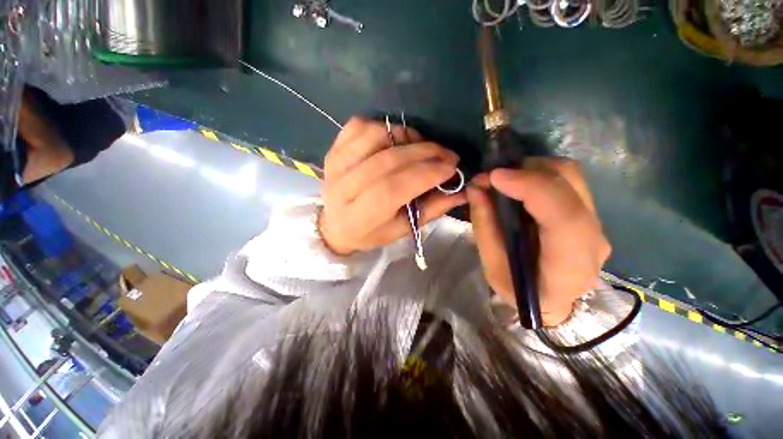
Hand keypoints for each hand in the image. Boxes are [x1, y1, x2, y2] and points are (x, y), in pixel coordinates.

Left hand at [319, 117, 466, 254]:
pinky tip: (396, 140)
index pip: (392, 189)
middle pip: (386, 161)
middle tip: (446, 154)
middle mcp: (342, 188)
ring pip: (374, 136)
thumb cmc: (371, 232)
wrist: (335, 224)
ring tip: (421, 147)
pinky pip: (359, 125)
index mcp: (359, 216)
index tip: (451, 167)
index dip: (424, 174)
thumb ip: (431, 209)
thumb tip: (462, 190)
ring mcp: (335, 164)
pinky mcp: (333, 149)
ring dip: (406, 136)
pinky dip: (384, 127)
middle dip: (424, 153)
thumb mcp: (401, 229)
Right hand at [467, 158, 610, 326]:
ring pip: (571, 176)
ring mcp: (597, 224)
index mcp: (568, 266)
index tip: (495, 176)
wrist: (553, 303)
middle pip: (569, 184)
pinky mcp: (590, 214)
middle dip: (526, 171)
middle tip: (491, 177)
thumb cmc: (518, 292)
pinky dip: (540, 175)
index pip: (564, 217)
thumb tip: (476, 187)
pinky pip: (568, 181)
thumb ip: (484, 226)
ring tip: (504, 180)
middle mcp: (593, 240)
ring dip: (533, 169)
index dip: (531, 188)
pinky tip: (520, 186)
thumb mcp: (491, 266)